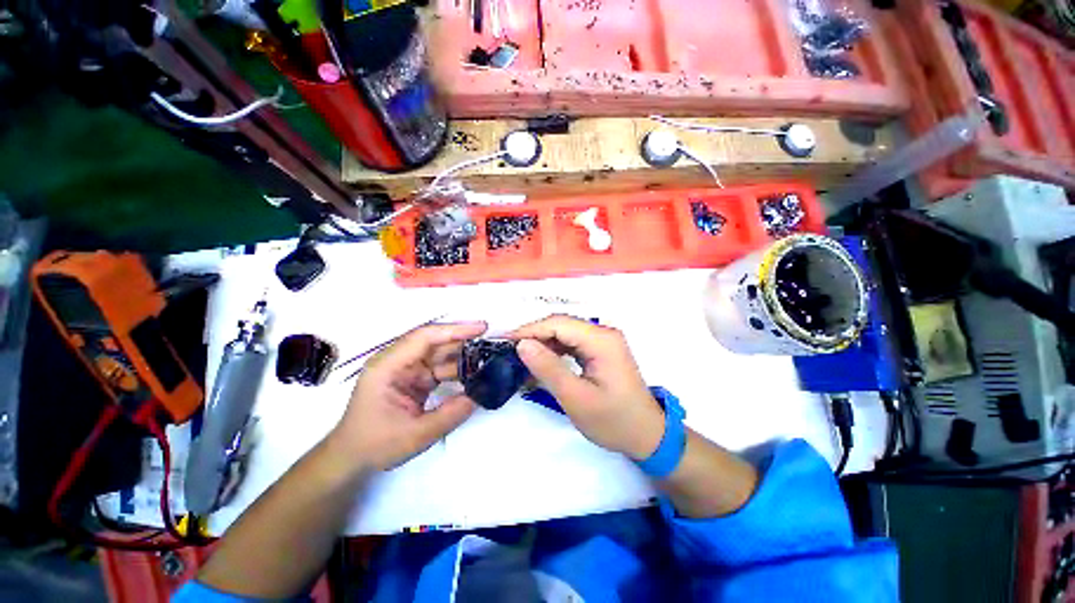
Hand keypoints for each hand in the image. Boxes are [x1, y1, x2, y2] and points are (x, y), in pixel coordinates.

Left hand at [329, 322, 486, 472]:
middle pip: (435, 343)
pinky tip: (475, 373)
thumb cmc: (374, 445)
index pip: (424, 338)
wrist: (351, 460)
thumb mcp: (414, 435)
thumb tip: (479, 396)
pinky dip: (458, 370)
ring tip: (490, 356)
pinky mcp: (414, 379)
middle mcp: (398, 362)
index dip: (454, 330)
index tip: (481, 329)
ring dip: (463, 356)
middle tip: (493, 340)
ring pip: (440, 355)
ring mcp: (407, 370)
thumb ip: (449, 415)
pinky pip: (440, 369)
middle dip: (464, 340)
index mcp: (388, 366)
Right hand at [510, 315, 664, 460]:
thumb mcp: (577, 398)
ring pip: (565, 333)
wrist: (647, 436)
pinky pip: (572, 343)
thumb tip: (522, 344)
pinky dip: (555, 351)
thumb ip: (549, 369)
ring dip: (543, 343)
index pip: (558, 324)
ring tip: (522, 357)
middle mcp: (604, 333)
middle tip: (509, 351)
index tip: (505, 341)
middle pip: (562, 325)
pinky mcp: (601, 350)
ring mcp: (604, 341)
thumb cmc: (614, 421)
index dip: (530, 330)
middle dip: (535, 336)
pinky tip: (542, 362)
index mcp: (602, 340)